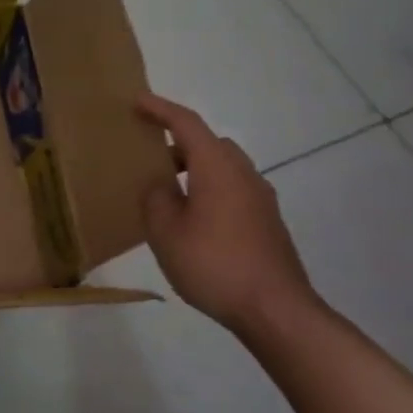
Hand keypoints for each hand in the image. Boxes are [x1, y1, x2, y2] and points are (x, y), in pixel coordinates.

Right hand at [136, 92, 320, 335]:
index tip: (136, 101)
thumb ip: (156, 198)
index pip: (187, 124)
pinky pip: (233, 190)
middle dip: (179, 141)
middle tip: (149, 153)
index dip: (160, 109)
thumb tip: (161, 185)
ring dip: (195, 168)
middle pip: (210, 143)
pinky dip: (209, 189)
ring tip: (167, 190)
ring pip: (224, 167)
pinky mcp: (267, 223)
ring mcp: (260, 200)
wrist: (276, 311)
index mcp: (217, 168)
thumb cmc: (213, 264)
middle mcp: (244, 175)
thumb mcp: (165, 231)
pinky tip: (192, 219)